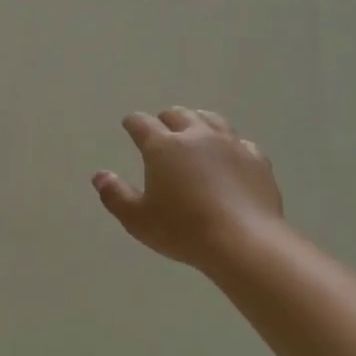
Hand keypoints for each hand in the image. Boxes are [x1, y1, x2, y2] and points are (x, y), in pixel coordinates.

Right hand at [93, 107, 283, 268]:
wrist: (243, 241)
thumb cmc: (183, 230)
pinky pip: (240, 143)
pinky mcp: (256, 159)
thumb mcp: (137, 219)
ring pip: (211, 120)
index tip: (129, 124)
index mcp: (163, 147)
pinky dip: (229, 145)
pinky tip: (230, 155)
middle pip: (178, 114)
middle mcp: (196, 136)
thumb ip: (115, 195)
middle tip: (160, 128)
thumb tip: (99, 176)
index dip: (133, 122)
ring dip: (198, 122)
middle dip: (165, 119)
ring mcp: (230, 144)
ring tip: (194, 130)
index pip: (142, 123)